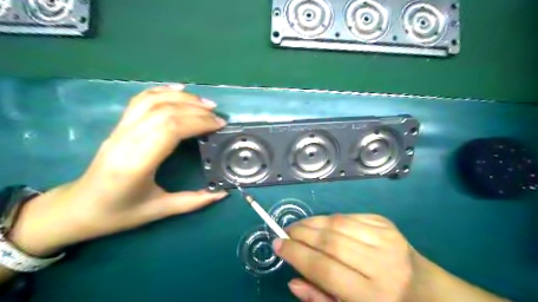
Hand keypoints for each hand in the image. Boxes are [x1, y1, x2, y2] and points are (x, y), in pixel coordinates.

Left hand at [10, 85, 228, 256]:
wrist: (78, 208)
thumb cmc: (119, 213)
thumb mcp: (159, 210)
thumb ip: (193, 201)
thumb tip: (223, 193)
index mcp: (136, 163)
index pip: (170, 129)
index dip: (198, 123)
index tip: (219, 125)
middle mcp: (126, 140)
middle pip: (165, 112)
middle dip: (196, 110)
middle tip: (218, 116)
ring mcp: (120, 130)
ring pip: (153, 101)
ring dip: (182, 98)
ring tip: (205, 103)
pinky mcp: (119, 126)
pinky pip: (140, 101)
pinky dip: (161, 91)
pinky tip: (178, 89)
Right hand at [275, 214, 417, 300]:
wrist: (426, 289)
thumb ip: (321, 299)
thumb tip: (293, 280)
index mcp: (373, 296)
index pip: (324, 269)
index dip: (296, 254)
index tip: (277, 244)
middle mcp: (381, 264)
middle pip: (330, 242)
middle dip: (301, 234)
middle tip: (285, 232)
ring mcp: (386, 239)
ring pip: (337, 223)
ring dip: (312, 223)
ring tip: (299, 227)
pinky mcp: (386, 223)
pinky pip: (348, 216)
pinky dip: (329, 219)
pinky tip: (322, 225)